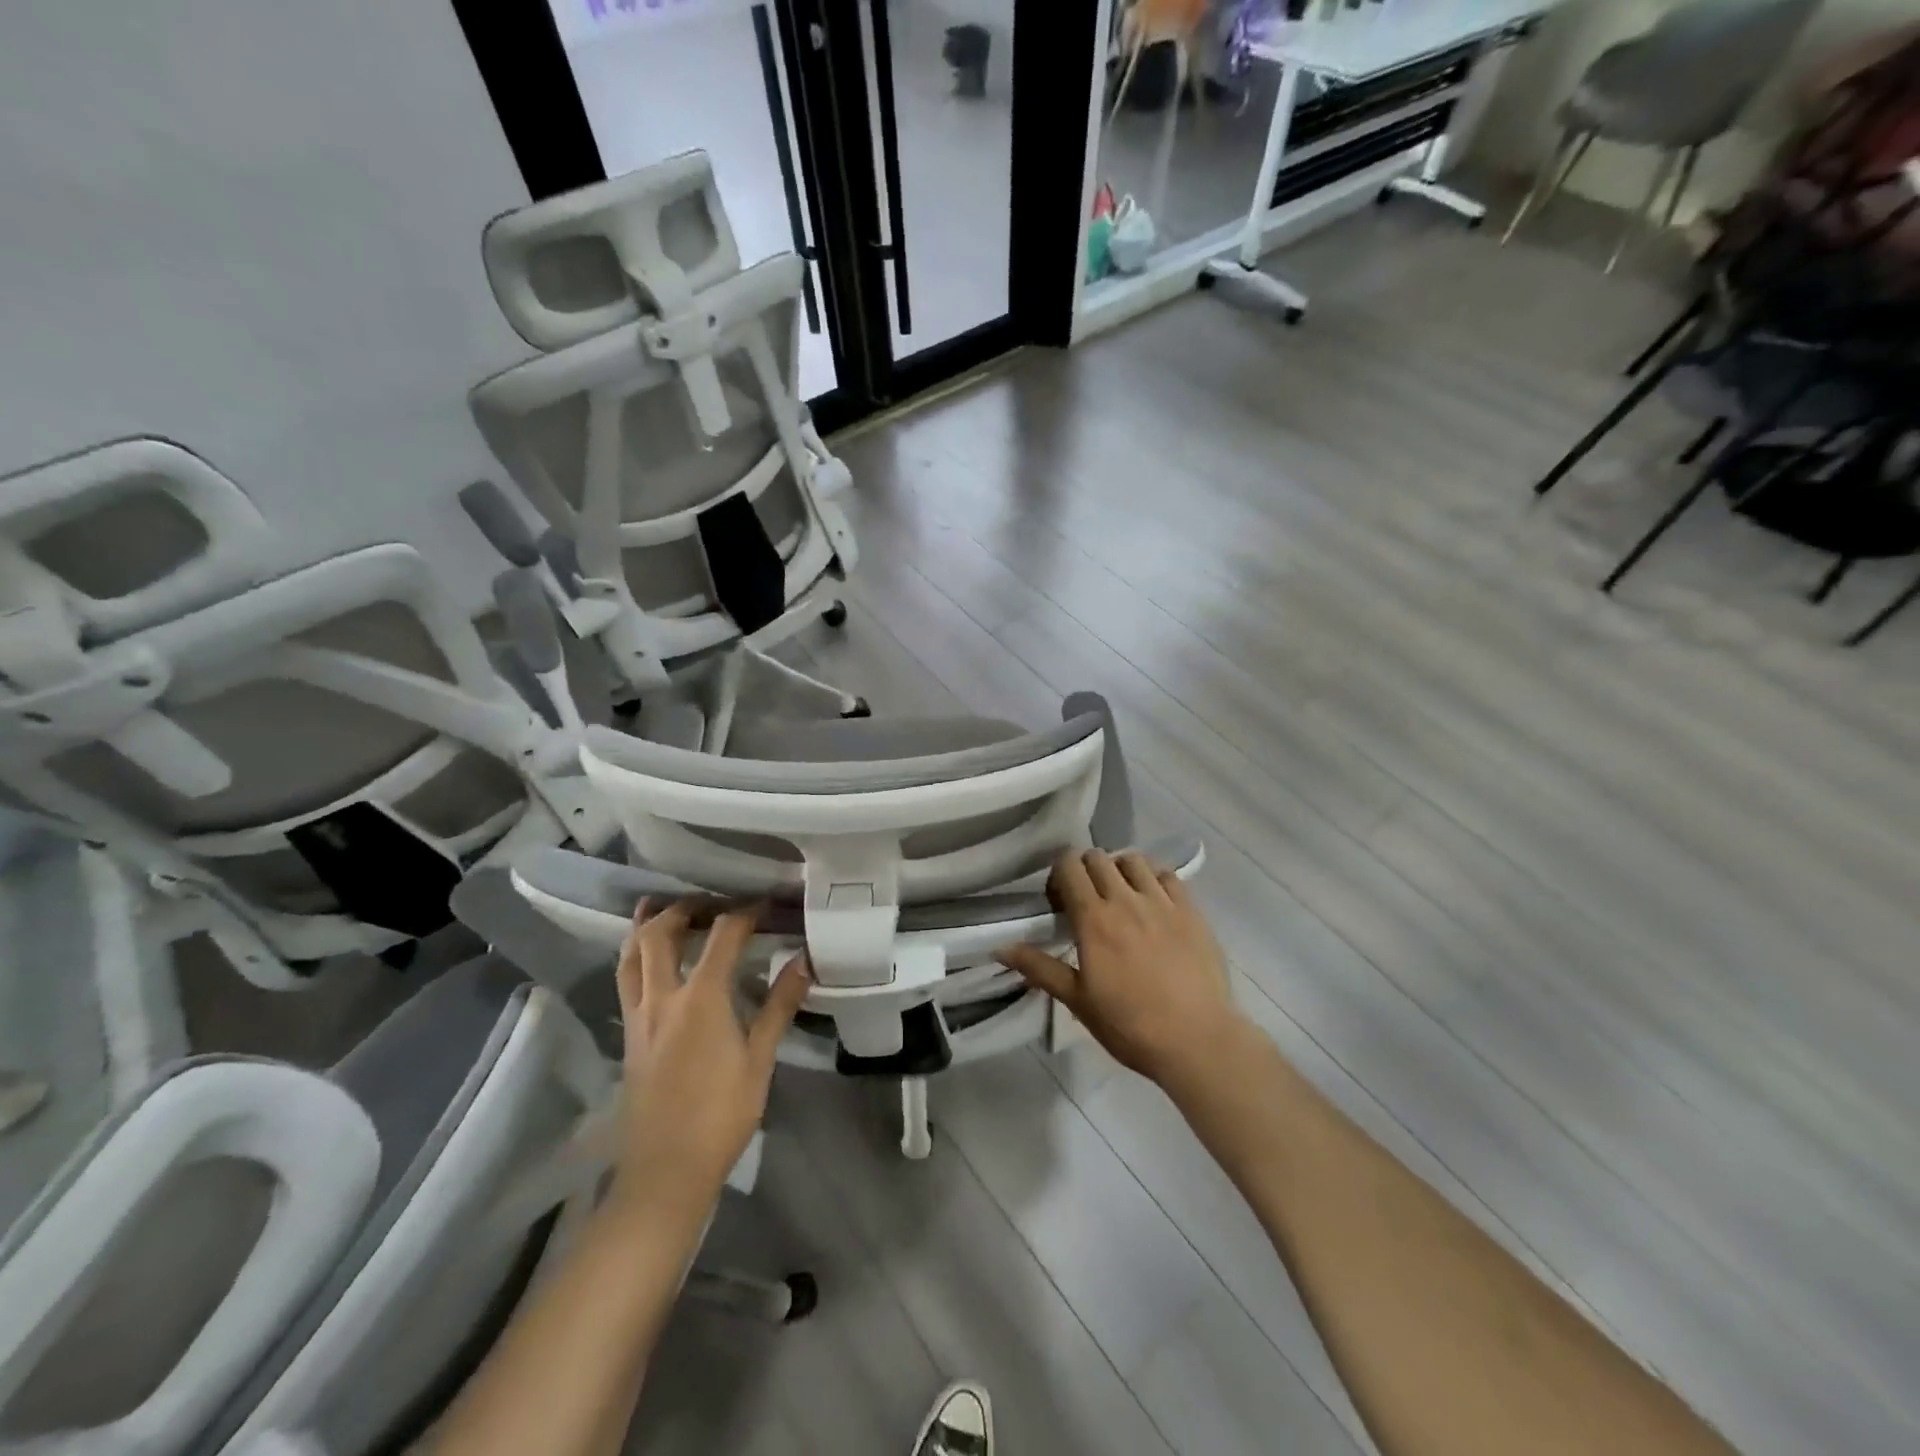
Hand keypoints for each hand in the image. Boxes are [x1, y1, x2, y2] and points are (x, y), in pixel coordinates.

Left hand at [614, 899, 810, 1209]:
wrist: (666, 1172)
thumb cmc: (721, 1115)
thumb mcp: (760, 1060)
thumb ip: (780, 1005)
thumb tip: (804, 960)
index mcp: (701, 999)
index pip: (722, 936)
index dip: (744, 912)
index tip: (764, 904)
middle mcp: (662, 998)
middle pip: (660, 934)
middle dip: (683, 907)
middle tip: (708, 900)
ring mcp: (639, 1017)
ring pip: (631, 955)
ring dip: (645, 926)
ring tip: (659, 908)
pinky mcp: (628, 1037)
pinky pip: (626, 980)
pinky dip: (635, 955)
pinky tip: (647, 959)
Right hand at [998, 851, 1246, 1095]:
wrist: (1196, 1041)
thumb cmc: (1130, 1025)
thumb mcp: (1078, 1000)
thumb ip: (1039, 968)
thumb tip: (999, 948)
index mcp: (1094, 919)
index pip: (1069, 867)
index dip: (1059, 874)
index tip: (1059, 900)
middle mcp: (1126, 900)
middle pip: (1098, 858)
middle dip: (1085, 869)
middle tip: (1086, 898)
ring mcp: (1162, 902)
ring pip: (1134, 860)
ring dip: (1119, 869)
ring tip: (1121, 894)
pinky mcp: (1192, 911)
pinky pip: (1168, 875)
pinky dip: (1154, 879)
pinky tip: (1153, 901)